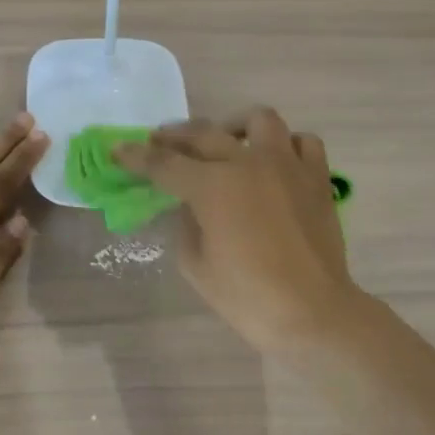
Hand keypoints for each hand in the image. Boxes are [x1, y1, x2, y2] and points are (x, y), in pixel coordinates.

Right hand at [115, 107, 361, 351]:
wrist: (313, 314)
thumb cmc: (248, 297)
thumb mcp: (196, 266)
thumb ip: (187, 225)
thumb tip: (190, 205)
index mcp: (212, 186)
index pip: (164, 164)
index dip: (136, 157)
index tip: (118, 150)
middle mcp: (248, 163)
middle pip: (203, 133)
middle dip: (173, 136)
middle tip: (159, 142)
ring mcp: (287, 165)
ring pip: (259, 120)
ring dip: (234, 126)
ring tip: (226, 142)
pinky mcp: (317, 178)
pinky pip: (303, 142)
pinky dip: (285, 144)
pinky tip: (274, 160)